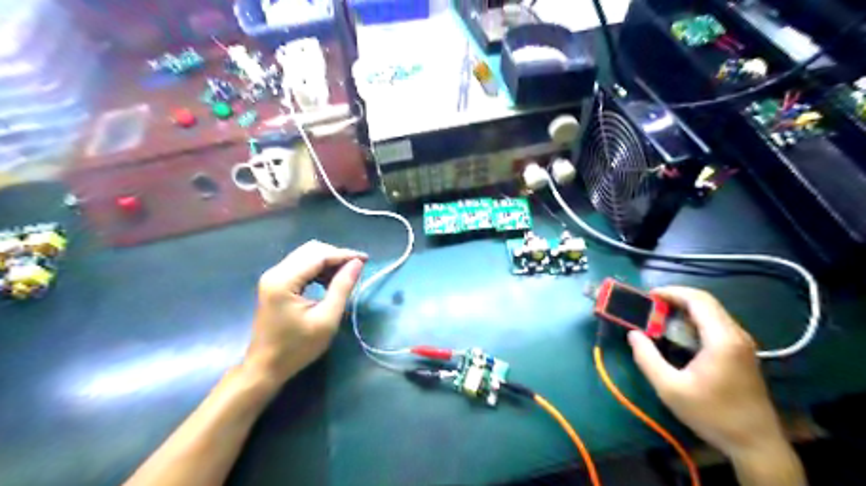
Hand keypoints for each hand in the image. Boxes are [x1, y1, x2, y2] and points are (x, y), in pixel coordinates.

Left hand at [241, 239, 365, 385]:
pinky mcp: (275, 283)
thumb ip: (342, 288)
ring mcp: (273, 277)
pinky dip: (318, 269)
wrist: (265, 367)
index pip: (319, 255)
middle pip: (311, 250)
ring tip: (345, 277)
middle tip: (356, 269)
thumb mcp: (326, 319)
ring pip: (306, 256)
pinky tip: (329, 282)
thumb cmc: (297, 348)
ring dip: (328, 262)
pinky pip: (301, 266)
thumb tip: (357, 263)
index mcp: (284, 281)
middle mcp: (275, 272)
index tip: (366, 259)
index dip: (344, 255)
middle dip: (336, 256)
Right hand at [631, 286, 785, 457]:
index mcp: (722, 339)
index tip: (648, 296)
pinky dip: (694, 320)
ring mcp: (742, 343)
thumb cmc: (711, 414)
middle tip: (650, 306)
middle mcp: (736, 335)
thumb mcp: (670, 388)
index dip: (672, 292)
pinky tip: (678, 333)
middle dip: (676, 298)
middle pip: (706, 302)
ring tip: (659, 316)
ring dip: (685, 309)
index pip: (699, 300)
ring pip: (712, 312)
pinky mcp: (742, 352)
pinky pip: (716, 324)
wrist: (756, 444)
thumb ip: (647, 358)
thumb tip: (633, 334)